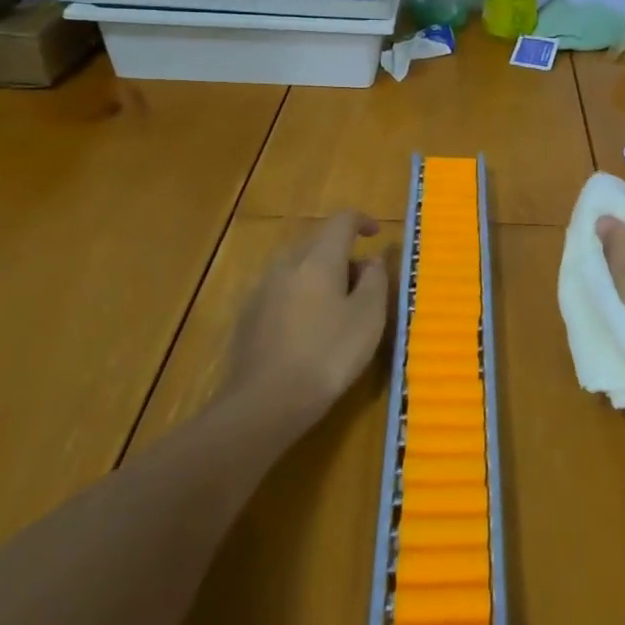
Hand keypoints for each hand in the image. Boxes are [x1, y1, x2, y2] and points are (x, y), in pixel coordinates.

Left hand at [222, 210, 388, 430]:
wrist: (265, 402)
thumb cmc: (328, 354)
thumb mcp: (369, 317)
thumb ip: (375, 280)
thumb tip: (371, 260)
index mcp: (318, 258)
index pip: (341, 221)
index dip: (362, 221)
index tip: (376, 234)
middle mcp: (286, 263)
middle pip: (317, 242)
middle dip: (341, 253)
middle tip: (361, 282)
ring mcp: (262, 289)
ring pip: (296, 267)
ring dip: (319, 275)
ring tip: (336, 307)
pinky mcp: (247, 316)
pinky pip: (280, 291)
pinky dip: (299, 296)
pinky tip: (307, 329)